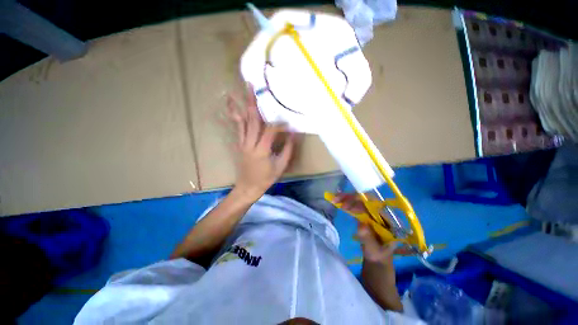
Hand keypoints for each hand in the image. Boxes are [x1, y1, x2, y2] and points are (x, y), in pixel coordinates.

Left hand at [227, 85, 294, 197]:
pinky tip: (231, 108)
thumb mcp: (280, 166)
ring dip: (240, 106)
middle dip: (251, 102)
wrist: (247, 187)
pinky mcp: (239, 144)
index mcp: (262, 150)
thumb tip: (293, 134)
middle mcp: (250, 143)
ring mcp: (242, 143)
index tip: (288, 121)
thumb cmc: (266, 179)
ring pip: (242, 122)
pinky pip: (237, 128)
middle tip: (250, 85)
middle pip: (252, 120)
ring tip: (235, 92)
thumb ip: (287, 149)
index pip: (270, 130)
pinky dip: (234, 117)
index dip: (279, 124)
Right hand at [333, 193, 411, 262]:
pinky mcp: (365, 216)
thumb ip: (369, 239)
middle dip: (350, 197)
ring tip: (334, 199)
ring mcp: (372, 214)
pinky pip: (355, 206)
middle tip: (336, 199)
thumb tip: (360, 224)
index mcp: (386, 220)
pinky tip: (338, 201)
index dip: (359, 203)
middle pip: (365, 199)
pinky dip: (346, 202)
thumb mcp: (374, 252)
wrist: (378, 262)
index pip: (372, 205)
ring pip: (359, 201)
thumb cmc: (379, 258)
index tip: (345, 207)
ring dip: (346, 198)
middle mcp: (379, 214)